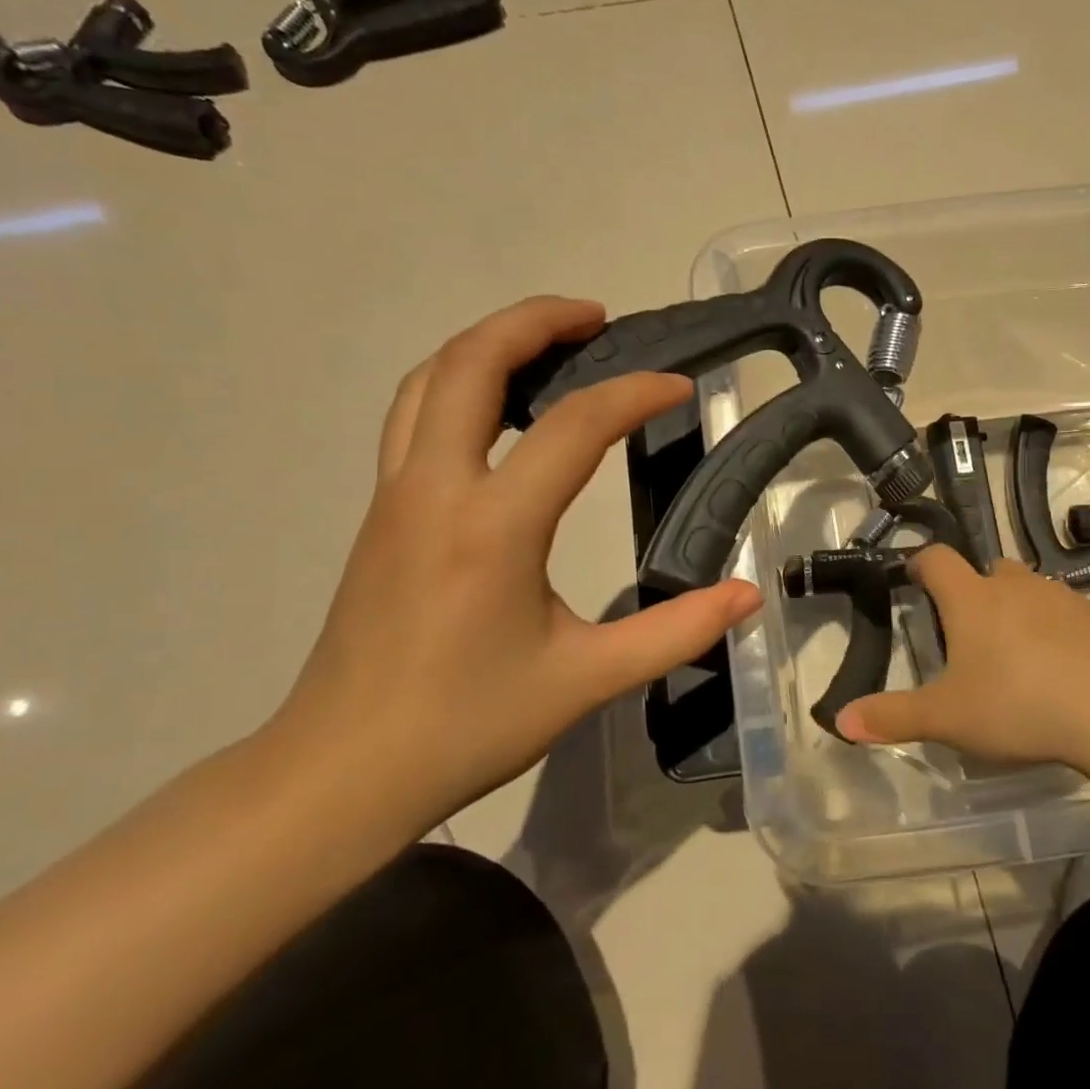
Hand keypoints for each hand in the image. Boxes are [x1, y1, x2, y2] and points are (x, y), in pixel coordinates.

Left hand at [266, 296, 761, 834]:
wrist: (342, 771)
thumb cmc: (466, 724)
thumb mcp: (586, 680)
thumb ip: (675, 632)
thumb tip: (747, 597)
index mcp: (491, 526)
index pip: (573, 427)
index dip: (634, 394)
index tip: (680, 387)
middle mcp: (433, 489)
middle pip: (471, 363)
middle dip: (535, 321)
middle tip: (598, 318)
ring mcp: (395, 495)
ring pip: (430, 380)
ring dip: (489, 342)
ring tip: (550, 343)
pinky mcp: (381, 511)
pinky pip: (416, 413)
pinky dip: (460, 381)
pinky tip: (501, 408)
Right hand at [836, 545, 1089, 766]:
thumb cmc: (1017, 704)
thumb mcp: (946, 718)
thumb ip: (891, 716)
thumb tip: (839, 721)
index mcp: (971, 598)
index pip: (936, 559)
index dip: (921, 564)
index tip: (913, 578)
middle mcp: (1012, 585)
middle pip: (984, 569)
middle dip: (971, 590)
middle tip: (964, 631)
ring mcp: (1058, 597)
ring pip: (1026, 588)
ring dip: (1014, 607)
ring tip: (1012, 651)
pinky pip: (1062, 611)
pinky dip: (1052, 627)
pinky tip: (1057, 666)